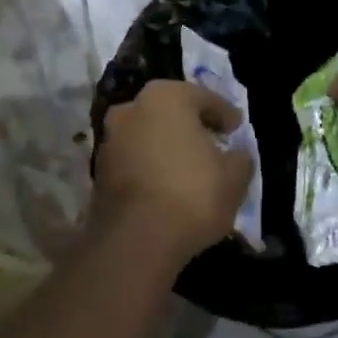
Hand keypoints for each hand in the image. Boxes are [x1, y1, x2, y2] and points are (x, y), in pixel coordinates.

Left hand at [93, 80, 253, 266]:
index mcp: (167, 97)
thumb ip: (240, 158)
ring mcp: (110, 138)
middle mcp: (132, 108)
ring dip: (167, 146)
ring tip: (189, 168)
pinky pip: (134, 159)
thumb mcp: (234, 177)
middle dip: (191, 126)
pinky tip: (166, 186)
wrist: (136, 240)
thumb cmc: (192, 194)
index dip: (224, 114)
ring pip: (148, 135)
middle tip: (212, 144)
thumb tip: (236, 154)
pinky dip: (150, 166)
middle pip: (171, 112)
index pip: (204, 98)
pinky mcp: (98, 170)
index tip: (236, 129)